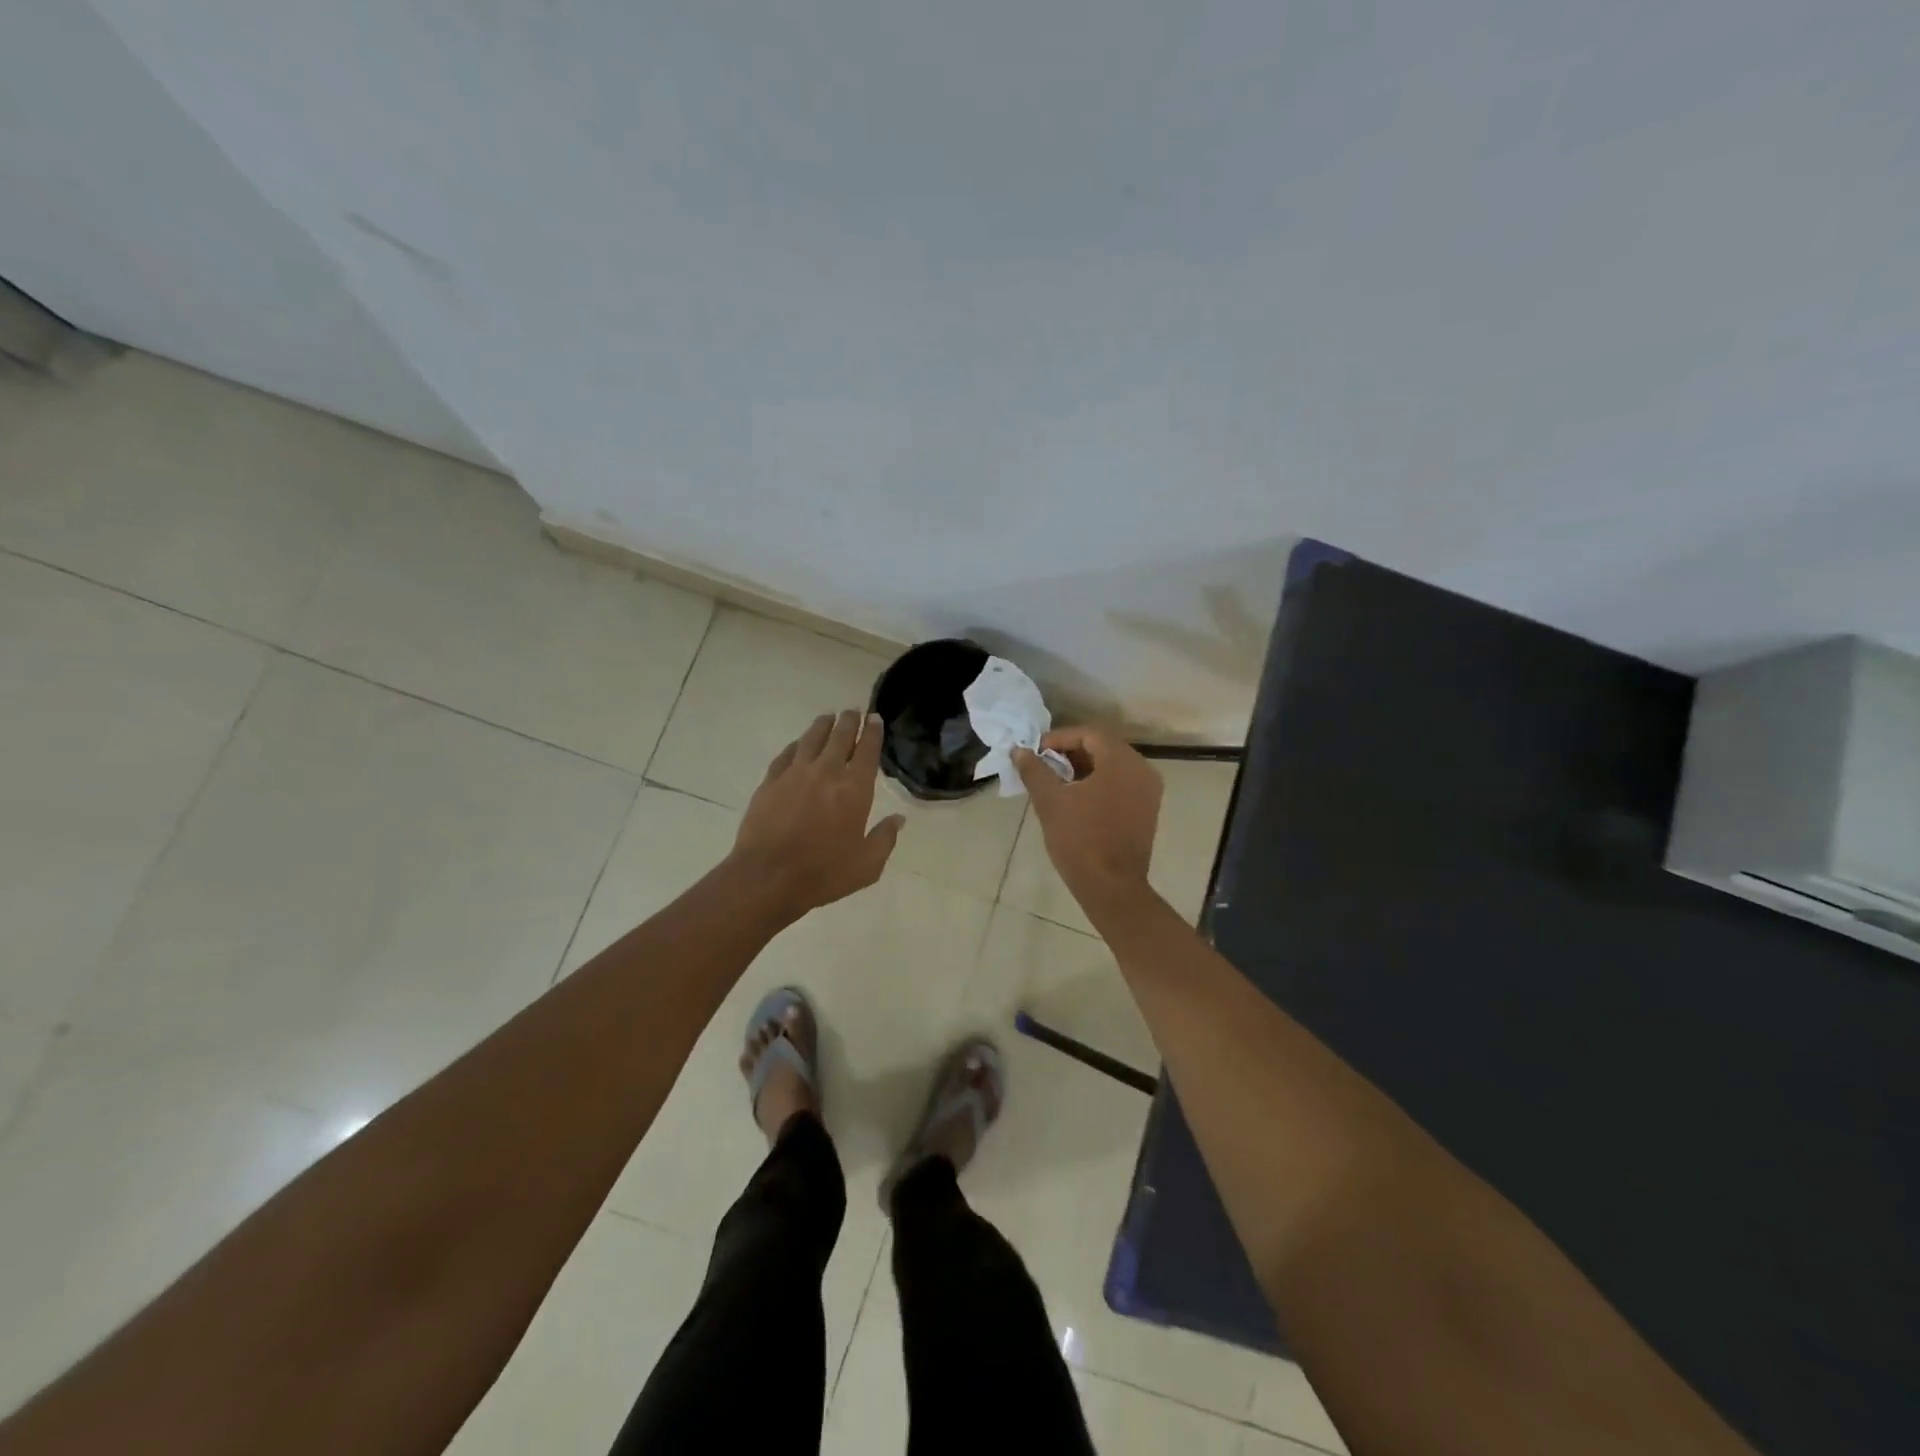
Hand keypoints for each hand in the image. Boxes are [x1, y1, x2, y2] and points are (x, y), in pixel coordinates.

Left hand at [732, 710, 904, 917]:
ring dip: (823, 726)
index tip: (875, 718)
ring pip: (811, 739)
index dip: (873, 732)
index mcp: (854, 789)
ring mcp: (795, 774)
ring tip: (828, 718)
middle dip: (849, 721)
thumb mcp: (867, 865)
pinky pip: (787, 754)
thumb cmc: (824, 873)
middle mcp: (826, 772)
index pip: (867, 750)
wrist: (768, 877)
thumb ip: (884, 838)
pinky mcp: (770, 782)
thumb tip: (898, 819)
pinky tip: (798, 744)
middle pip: (840, 736)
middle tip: (853, 711)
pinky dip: (796, 745)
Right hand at [1014, 726, 1161, 915]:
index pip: (1088, 734)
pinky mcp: (1148, 810)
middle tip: (1044, 766)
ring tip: (1056, 783)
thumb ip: (1034, 771)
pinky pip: (1122, 784)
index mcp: (1121, 761)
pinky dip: (1099, 784)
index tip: (1036, 753)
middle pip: (1103, 747)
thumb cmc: (1080, 840)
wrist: (1112, 887)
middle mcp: (1142, 770)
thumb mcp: (1050, 802)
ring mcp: (1148, 791)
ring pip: (1113, 766)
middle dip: (1071, 753)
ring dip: (1084, 768)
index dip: (1059, 739)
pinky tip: (1077, 799)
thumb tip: (1019, 751)